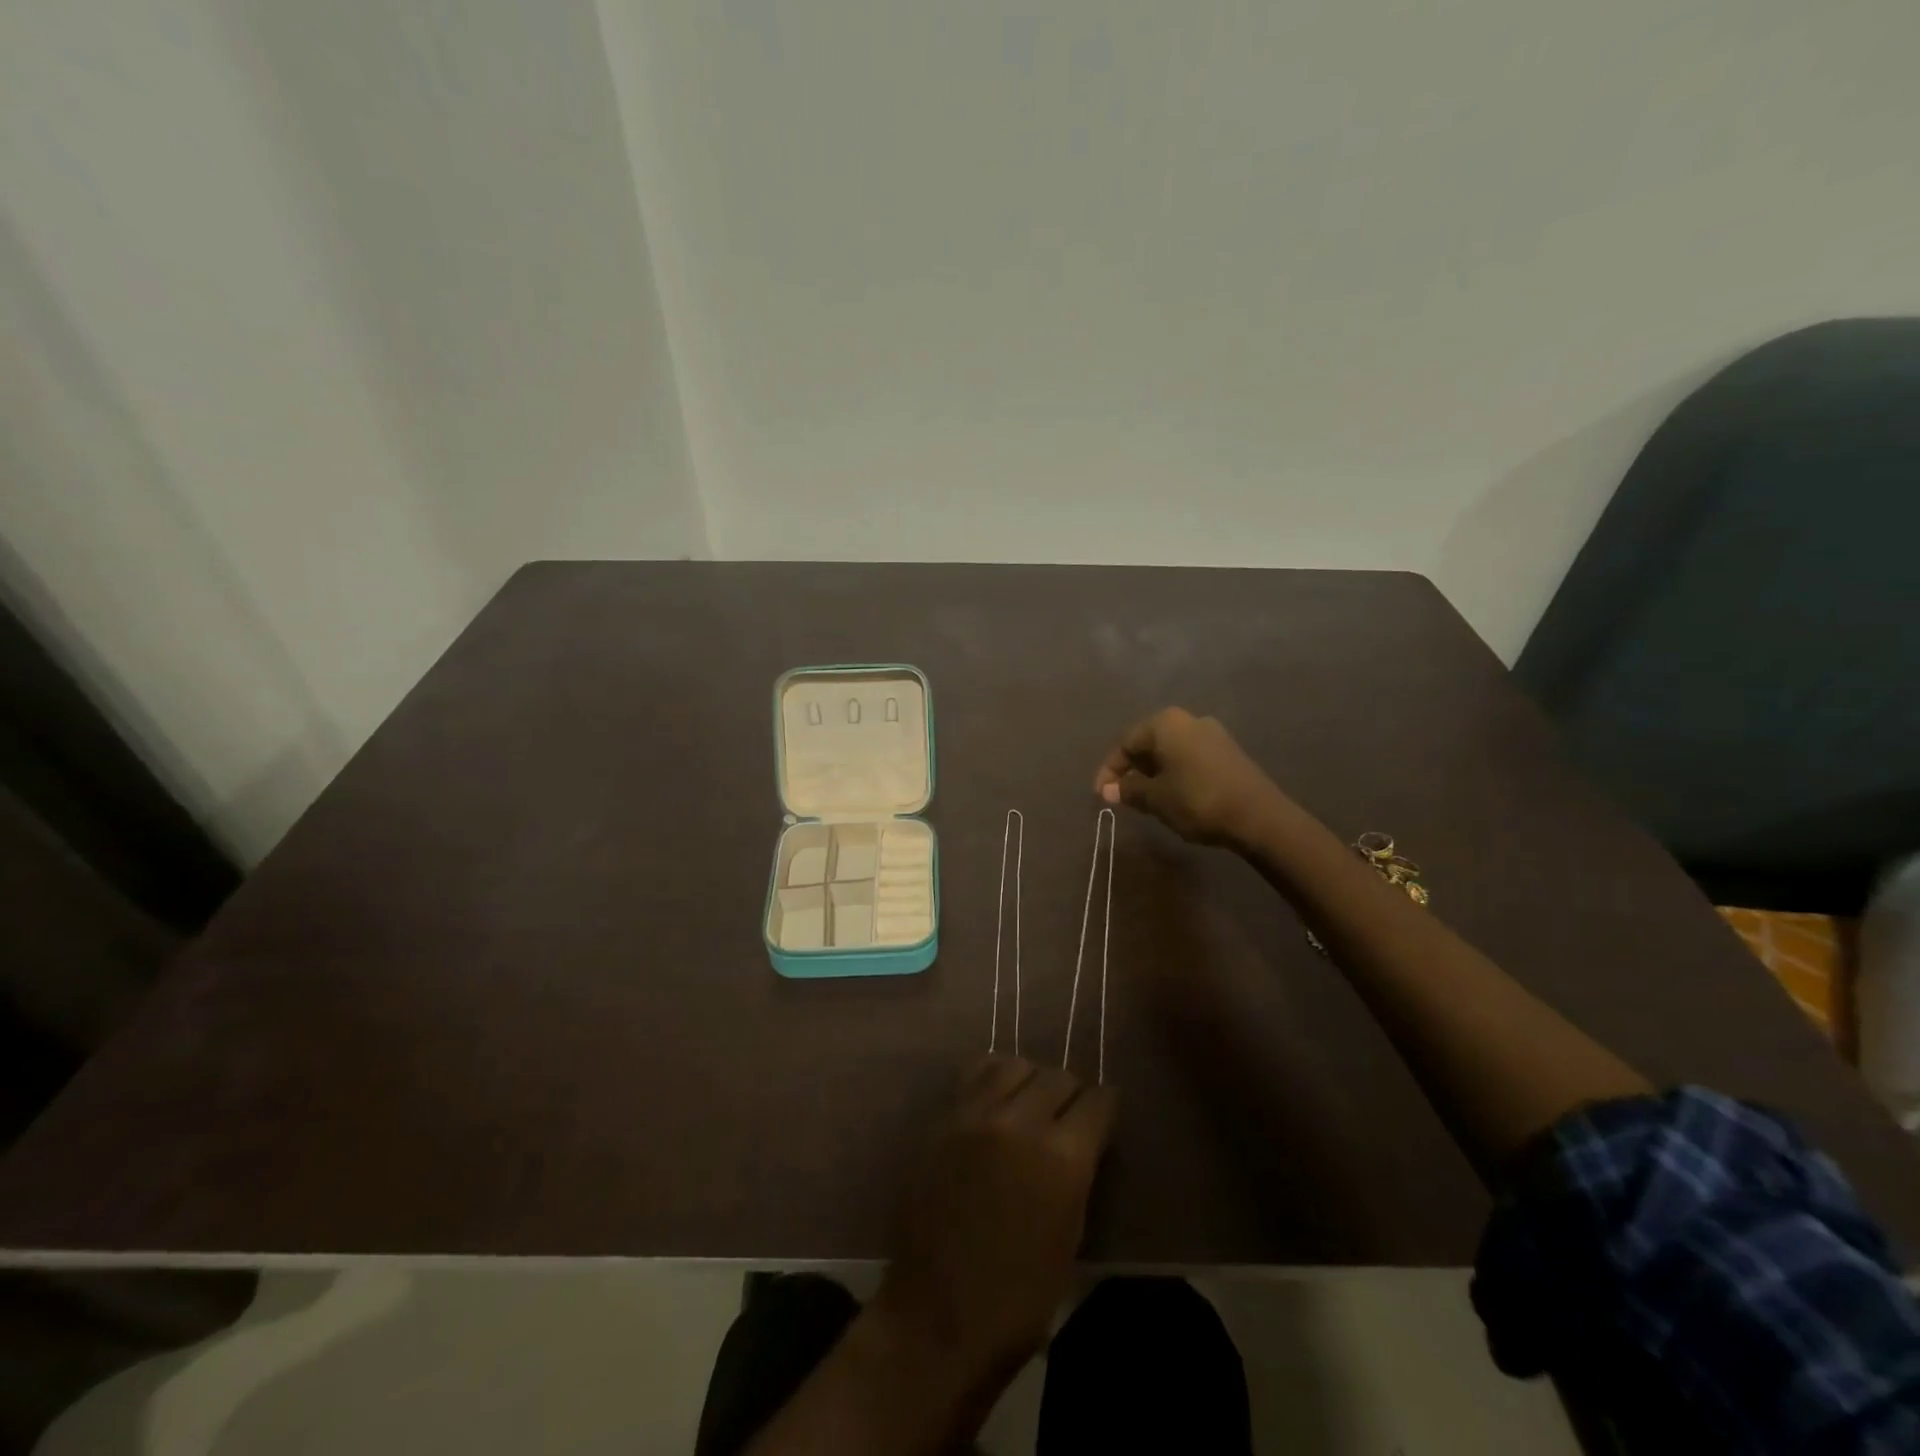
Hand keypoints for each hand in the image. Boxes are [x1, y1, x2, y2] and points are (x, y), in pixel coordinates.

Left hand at [876, 1056, 1117, 1383]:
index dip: (1105, 1108)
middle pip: (1057, 1076)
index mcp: (1062, 1159)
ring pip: (1014, 1064)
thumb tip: (1083, 1140)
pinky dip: (991, 1078)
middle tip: (1068, 1115)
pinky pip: (973, 1074)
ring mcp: (975, 1115)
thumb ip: (1078, 1174)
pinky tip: (994, 1101)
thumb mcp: (1070, 1237)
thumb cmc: (1018, 1298)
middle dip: (1071, 1093)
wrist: (936, 1316)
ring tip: (1029, 1103)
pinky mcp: (942, 1118)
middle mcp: (1020, 1122)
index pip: (1097, 1101)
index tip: (1103, 1116)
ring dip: (1030, 1079)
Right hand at [1094, 706, 1281, 848]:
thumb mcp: (1156, 798)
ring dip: (1153, 773)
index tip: (1101, 795)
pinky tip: (1172, 795)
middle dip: (1131, 770)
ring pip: (1169, 751)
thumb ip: (1129, 790)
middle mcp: (1188, 720)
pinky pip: (1189, 757)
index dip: (1110, 770)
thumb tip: (1107, 790)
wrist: (1259, 816)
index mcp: (1165, 723)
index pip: (1126, 743)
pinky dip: (1174, 773)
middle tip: (1121, 795)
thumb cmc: (1197, 800)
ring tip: (1144, 798)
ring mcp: (1211, 734)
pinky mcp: (1227, 751)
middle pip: (1148, 743)